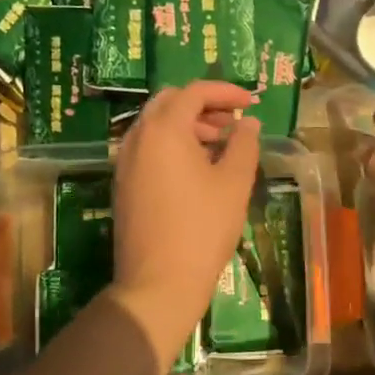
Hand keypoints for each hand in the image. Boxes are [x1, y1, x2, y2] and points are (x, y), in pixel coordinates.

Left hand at [110, 81, 260, 361]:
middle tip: (232, 122)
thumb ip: (244, 144)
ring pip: (156, 125)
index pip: (194, 91)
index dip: (225, 91)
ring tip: (220, 146)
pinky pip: (147, 148)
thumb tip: (247, 122)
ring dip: (188, 125)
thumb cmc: (202, 228)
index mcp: (164, 129)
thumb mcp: (234, 183)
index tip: (251, 102)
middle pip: (169, 102)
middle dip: (203, 105)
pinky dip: (172, 145)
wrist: (158, 282)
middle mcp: (137, 137)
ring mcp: (125, 162)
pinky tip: (197, 169)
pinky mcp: (123, 185)